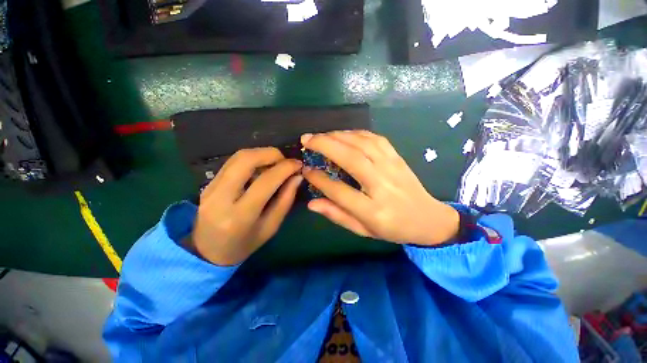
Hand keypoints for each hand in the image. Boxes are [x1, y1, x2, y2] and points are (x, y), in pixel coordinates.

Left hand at [186, 148, 302, 265]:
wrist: (208, 252)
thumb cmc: (245, 244)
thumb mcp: (271, 227)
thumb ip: (286, 200)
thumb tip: (297, 177)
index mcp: (240, 216)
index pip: (265, 181)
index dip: (285, 168)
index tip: (298, 164)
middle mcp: (221, 197)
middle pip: (246, 160)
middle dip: (271, 154)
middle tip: (285, 161)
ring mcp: (210, 188)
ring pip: (238, 157)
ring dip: (261, 154)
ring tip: (275, 164)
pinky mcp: (208, 183)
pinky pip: (233, 162)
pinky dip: (251, 159)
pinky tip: (261, 168)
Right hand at [301, 130, 458, 245]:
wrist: (428, 219)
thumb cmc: (393, 228)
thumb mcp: (363, 230)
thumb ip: (337, 215)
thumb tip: (311, 203)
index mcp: (373, 211)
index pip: (339, 191)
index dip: (319, 179)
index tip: (306, 170)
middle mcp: (383, 185)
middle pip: (351, 159)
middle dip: (325, 145)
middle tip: (306, 139)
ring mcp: (392, 168)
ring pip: (362, 144)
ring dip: (338, 136)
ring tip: (321, 135)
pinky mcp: (397, 158)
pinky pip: (375, 139)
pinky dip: (356, 133)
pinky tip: (344, 134)